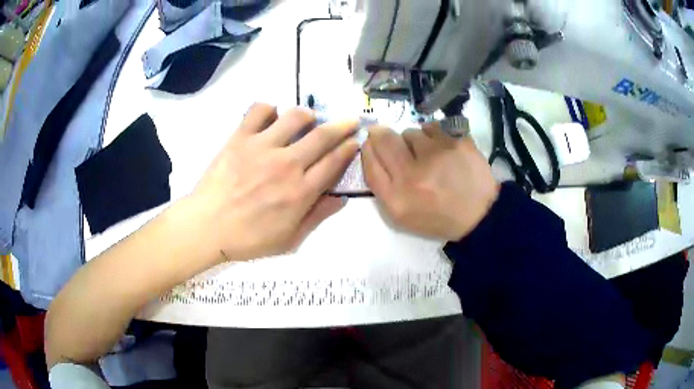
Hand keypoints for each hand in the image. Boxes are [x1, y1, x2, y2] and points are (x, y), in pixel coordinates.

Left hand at [191, 103, 358, 262]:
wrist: (206, 227)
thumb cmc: (248, 239)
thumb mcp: (289, 239)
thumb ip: (317, 217)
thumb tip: (341, 198)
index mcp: (300, 191)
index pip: (334, 162)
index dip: (349, 148)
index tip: (356, 140)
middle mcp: (286, 164)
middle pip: (323, 136)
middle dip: (342, 125)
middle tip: (349, 121)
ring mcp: (262, 147)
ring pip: (295, 117)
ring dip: (309, 114)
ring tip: (309, 118)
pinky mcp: (240, 137)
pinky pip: (259, 111)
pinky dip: (269, 108)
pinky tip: (271, 117)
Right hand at [361, 124, 498, 240]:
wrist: (480, 215)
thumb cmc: (437, 217)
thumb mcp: (401, 215)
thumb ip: (381, 184)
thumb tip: (371, 148)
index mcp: (397, 197)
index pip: (369, 160)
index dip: (369, 148)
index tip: (372, 143)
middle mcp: (413, 174)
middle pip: (385, 139)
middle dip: (383, 135)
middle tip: (394, 141)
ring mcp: (437, 155)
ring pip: (411, 132)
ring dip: (413, 140)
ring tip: (426, 155)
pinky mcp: (457, 143)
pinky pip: (433, 128)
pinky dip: (433, 136)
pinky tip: (442, 150)